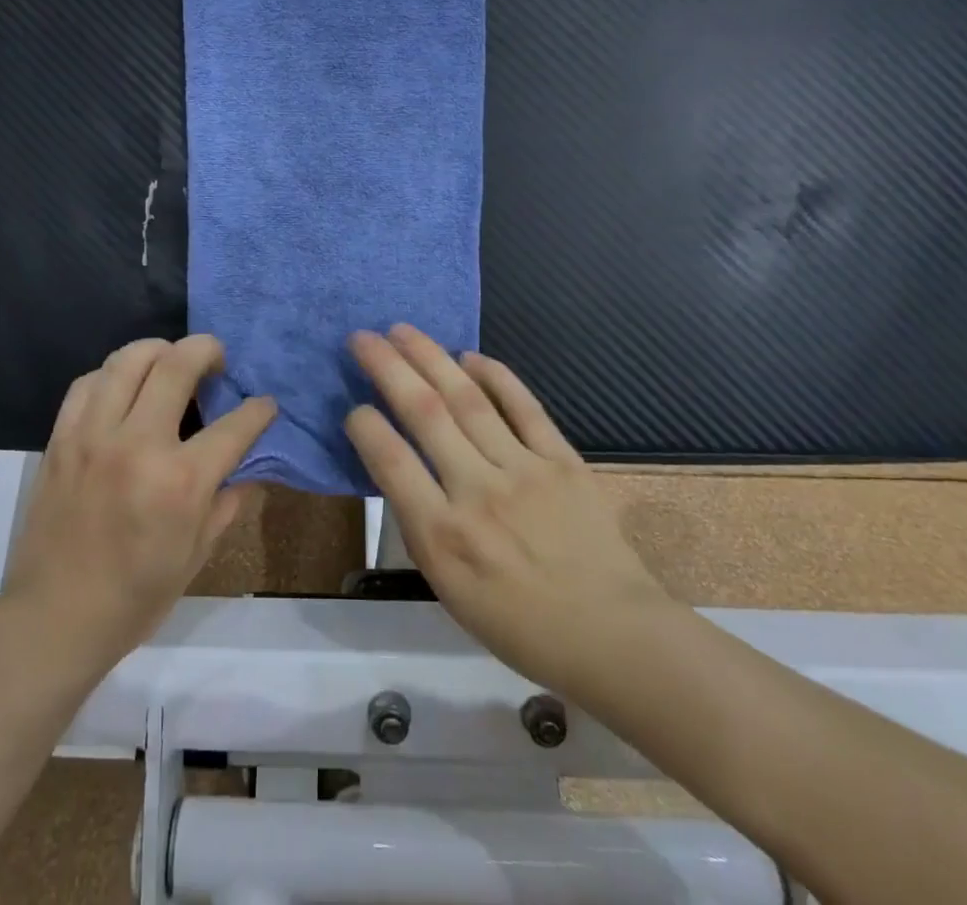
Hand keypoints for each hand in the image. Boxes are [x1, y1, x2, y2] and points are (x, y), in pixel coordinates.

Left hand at [1, 336, 276, 672]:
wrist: (54, 619)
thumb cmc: (136, 596)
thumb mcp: (198, 554)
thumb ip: (227, 500)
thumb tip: (246, 464)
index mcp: (180, 482)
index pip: (235, 424)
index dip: (259, 409)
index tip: (265, 404)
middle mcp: (137, 445)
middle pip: (177, 364)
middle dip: (208, 349)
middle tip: (216, 359)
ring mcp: (93, 435)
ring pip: (128, 359)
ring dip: (159, 350)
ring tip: (170, 363)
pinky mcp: (61, 438)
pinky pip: (88, 382)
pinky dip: (112, 375)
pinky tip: (123, 389)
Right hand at [345, 325, 671, 696]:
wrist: (611, 636)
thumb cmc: (519, 624)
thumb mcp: (449, 590)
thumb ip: (421, 524)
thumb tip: (402, 465)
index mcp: (443, 537)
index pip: (391, 460)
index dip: (365, 425)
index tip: (354, 407)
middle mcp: (478, 493)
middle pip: (425, 413)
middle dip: (387, 368)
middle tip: (362, 337)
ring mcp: (524, 471)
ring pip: (468, 399)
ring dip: (431, 358)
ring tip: (403, 331)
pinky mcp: (562, 460)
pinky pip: (524, 407)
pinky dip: (496, 376)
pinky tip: (469, 355)